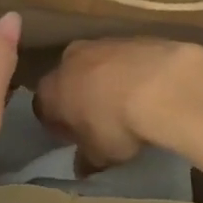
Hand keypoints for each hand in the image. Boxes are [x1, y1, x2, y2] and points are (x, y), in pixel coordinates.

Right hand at [34, 38, 202, 169]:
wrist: (158, 84)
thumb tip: (82, 165)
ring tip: (126, 105)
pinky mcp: (128, 37)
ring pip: (95, 65)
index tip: (74, 139)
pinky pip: (121, 58)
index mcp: (51, 89)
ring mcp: (98, 43)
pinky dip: (128, 72)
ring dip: (104, 82)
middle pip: (67, 80)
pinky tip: (145, 90)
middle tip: (98, 121)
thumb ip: (86, 159)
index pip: (43, 108)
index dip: (58, 125)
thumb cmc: (115, 124)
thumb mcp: (99, 155)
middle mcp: (68, 59)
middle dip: (79, 97)